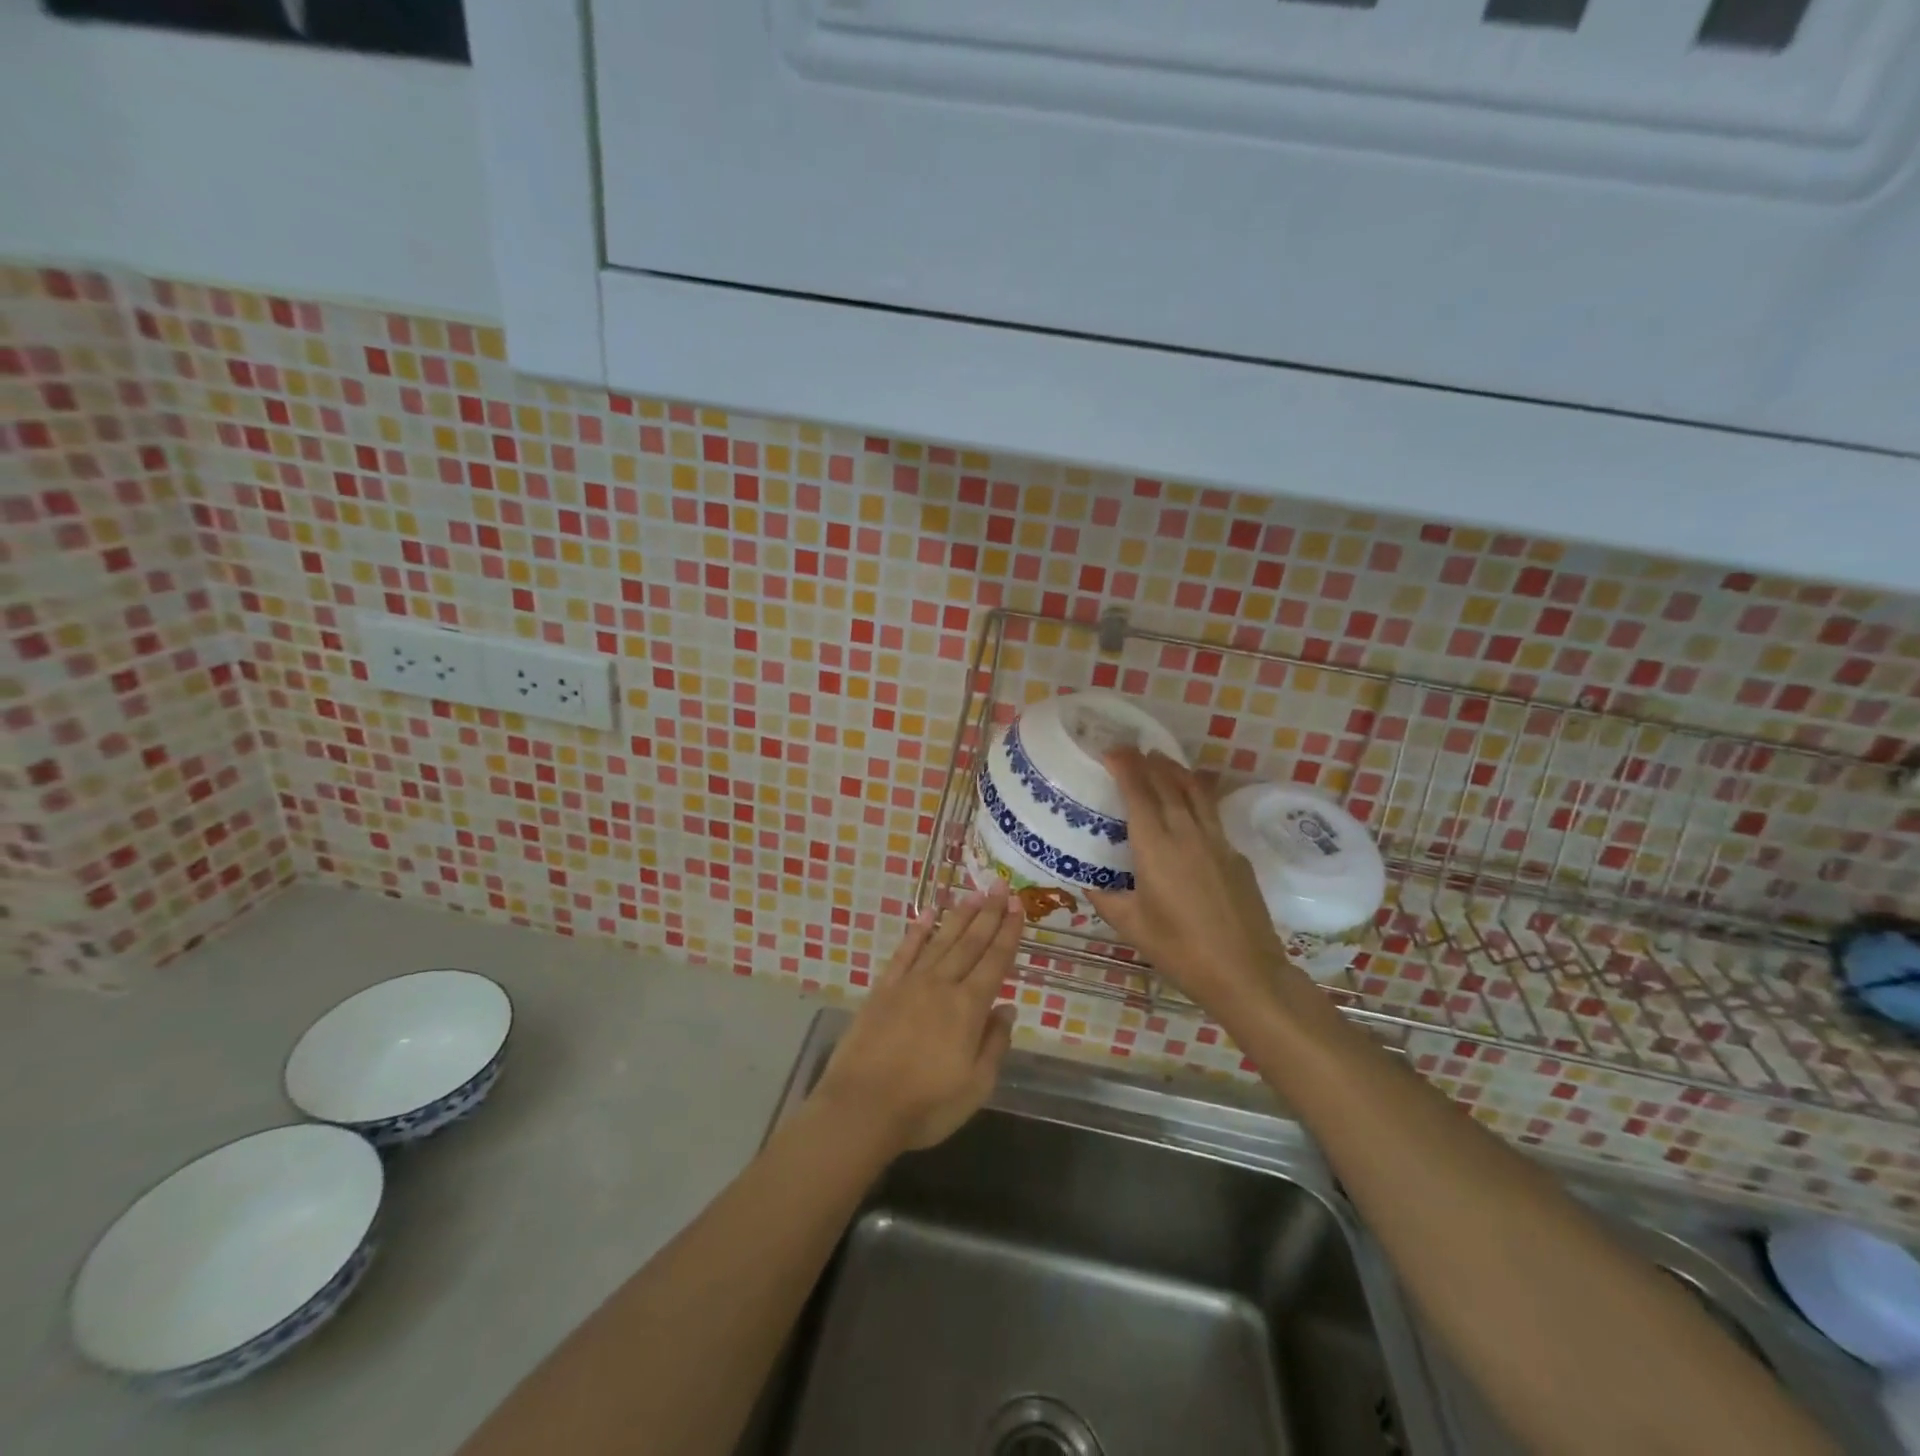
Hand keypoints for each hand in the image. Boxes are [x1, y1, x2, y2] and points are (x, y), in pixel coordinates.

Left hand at [811, 882, 1022, 1152]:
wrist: (862, 1107)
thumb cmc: (926, 1105)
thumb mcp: (976, 1086)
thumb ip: (994, 1044)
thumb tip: (1007, 1009)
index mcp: (968, 1008)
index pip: (995, 961)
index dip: (1008, 933)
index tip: (1018, 907)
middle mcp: (941, 985)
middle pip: (970, 943)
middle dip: (988, 913)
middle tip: (1001, 886)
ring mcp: (910, 984)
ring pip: (940, 941)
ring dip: (959, 916)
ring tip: (974, 894)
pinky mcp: (883, 989)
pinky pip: (904, 953)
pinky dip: (917, 932)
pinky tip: (927, 916)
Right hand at [1087, 748, 1302, 1018]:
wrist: (1245, 972)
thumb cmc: (1180, 949)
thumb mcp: (1131, 925)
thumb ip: (1105, 897)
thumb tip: (1086, 879)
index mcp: (1156, 846)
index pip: (1138, 792)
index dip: (1125, 766)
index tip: (1112, 750)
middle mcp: (1187, 833)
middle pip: (1168, 783)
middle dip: (1149, 762)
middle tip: (1133, 750)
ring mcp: (1217, 841)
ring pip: (1196, 792)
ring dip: (1177, 772)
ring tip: (1163, 761)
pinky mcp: (1236, 855)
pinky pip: (1212, 815)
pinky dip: (1196, 799)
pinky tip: (1190, 811)